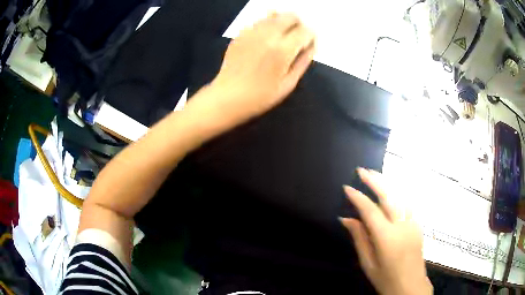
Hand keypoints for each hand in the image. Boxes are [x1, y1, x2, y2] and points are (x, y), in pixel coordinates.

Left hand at [209, 13, 315, 123]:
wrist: (228, 97)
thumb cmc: (261, 96)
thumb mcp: (289, 83)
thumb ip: (303, 61)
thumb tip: (312, 45)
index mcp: (282, 49)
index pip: (305, 30)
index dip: (311, 36)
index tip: (308, 44)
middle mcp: (268, 35)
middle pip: (290, 16)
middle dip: (298, 24)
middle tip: (297, 37)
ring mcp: (252, 32)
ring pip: (274, 15)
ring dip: (283, 22)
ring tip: (281, 37)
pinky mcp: (241, 34)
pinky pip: (259, 21)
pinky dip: (267, 25)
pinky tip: (265, 39)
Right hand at [340, 168, 432, 294]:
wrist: (411, 286)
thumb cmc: (386, 279)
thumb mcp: (368, 264)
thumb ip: (359, 239)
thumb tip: (346, 219)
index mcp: (386, 238)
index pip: (370, 211)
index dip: (357, 197)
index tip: (347, 187)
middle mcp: (402, 225)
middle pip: (388, 196)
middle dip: (374, 181)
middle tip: (361, 170)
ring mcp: (413, 223)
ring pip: (401, 195)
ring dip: (387, 183)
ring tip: (375, 174)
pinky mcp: (418, 224)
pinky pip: (408, 203)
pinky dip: (399, 192)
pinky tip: (392, 189)